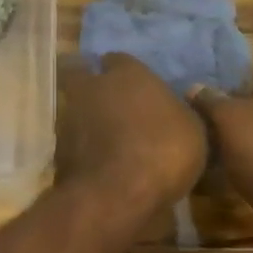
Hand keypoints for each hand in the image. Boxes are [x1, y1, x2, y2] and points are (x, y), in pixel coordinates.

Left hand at [57, 54, 206, 213]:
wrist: (116, 194)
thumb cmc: (164, 151)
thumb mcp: (194, 131)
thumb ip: (181, 111)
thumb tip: (179, 103)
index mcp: (128, 74)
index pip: (119, 59)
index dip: (123, 70)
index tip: (132, 82)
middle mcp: (93, 87)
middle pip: (81, 73)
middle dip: (89, 81)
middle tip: (106, 99)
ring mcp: (70, 117)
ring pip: (72, 105)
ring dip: (84, 116)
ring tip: (102, 136)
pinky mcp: (58, 148)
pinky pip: (70, 139)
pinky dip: (80, 146)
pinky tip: (95, 160)